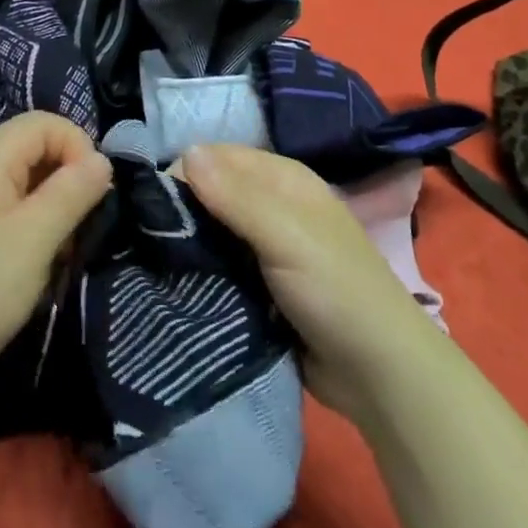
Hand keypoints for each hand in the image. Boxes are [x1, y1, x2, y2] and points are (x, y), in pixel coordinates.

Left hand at [0, 112, 112, 399]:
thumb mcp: (33, 241)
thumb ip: (71, 192)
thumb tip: (101, 159)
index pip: (41, 122)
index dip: (76, 144)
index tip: (93, 191)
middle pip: (32, 149)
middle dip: (66, 179)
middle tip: (81, 226)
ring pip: (23, 183)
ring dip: (52, 208)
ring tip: (61, 252)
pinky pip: (7, 211)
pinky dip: (32, 228)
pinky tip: (37, 265)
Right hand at [173, 144, 426, 424]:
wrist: (379, 375)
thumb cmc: (336, 291)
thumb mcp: (286, 236)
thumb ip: (236, 196)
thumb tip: (185, 152)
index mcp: (283, 178)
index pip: (216, 157)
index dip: (184, 174)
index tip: (153, 208)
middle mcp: (272, 204)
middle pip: (211, 193)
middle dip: (182, 211)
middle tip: (147, 239)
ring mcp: (265, 246)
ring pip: (212, 231)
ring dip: (188, 244)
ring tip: (152, 262)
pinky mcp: (258, 284)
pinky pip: (219, 266)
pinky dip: (201, 271)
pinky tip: (176, 284)